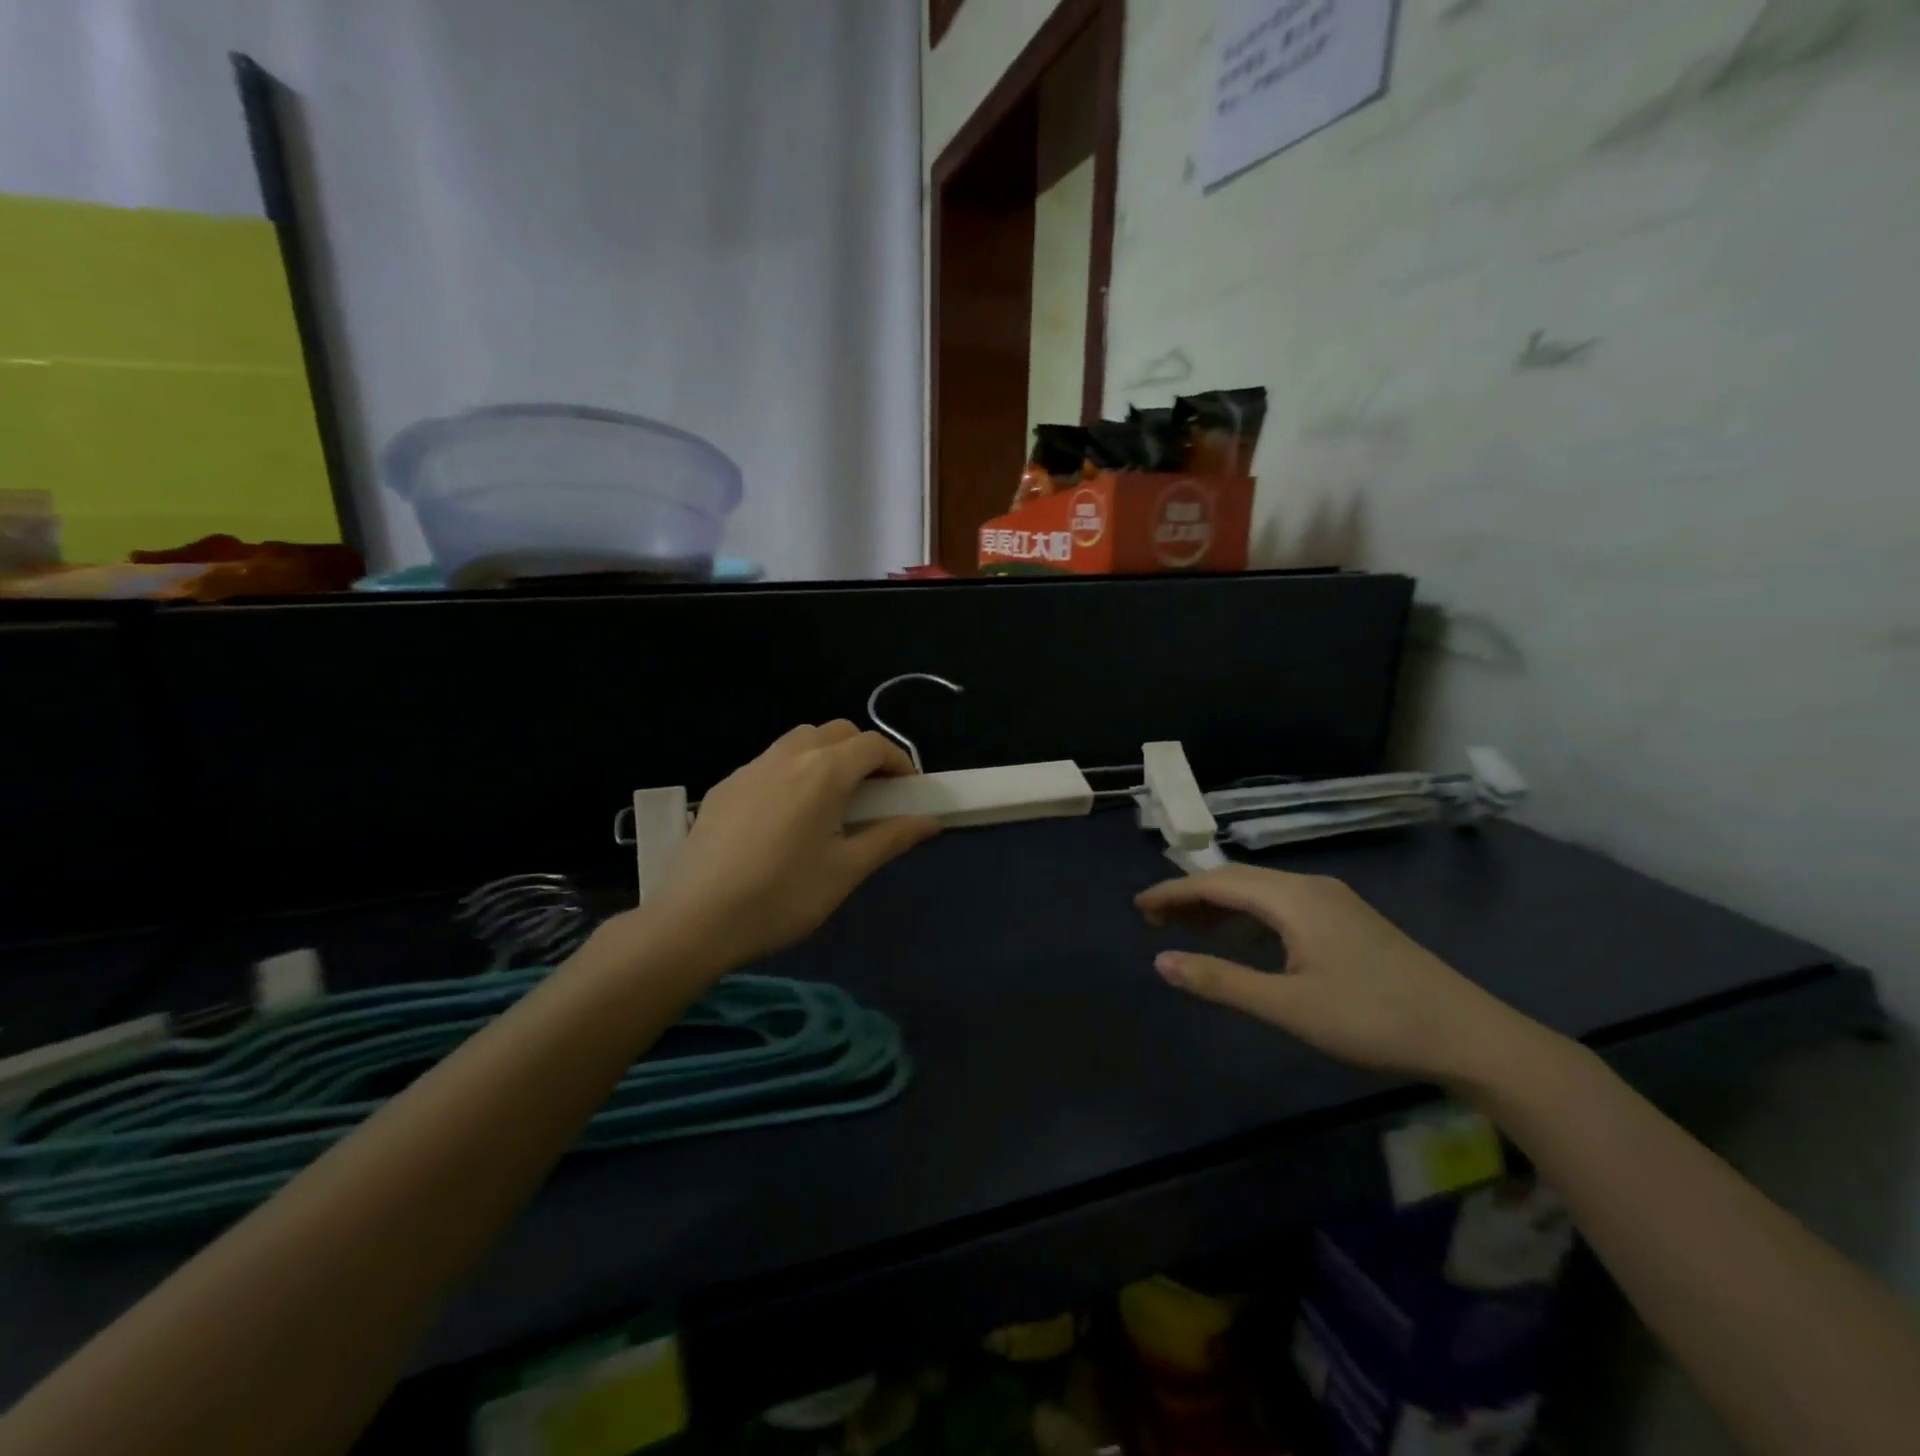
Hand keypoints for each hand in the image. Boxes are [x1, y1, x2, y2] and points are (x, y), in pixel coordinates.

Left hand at [649, 722, 940, 970]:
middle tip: (874, 793)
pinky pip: (769, 762)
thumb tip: (930, 821)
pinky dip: (792, 771)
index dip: (899, 761)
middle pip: (837, 732)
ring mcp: (750, 768)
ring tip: (830, 800)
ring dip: (826, 755)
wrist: (696, 920)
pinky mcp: (724, 786)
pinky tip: (785, 816)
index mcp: (825, 772)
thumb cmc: (783, 897)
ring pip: (799, 740)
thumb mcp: (846, 871)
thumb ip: (892, 838)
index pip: (873, 744)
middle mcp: (788, 756)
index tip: (909, 790)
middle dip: (863, 752)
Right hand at [1136, 865, 1535, 1088]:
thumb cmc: (1372, 1019)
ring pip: (1260, 892)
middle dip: (1190, 896)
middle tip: (1153, 920)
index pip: (1216, 882)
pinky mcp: (1346, 920)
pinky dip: (1248, 917)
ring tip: (1184, 929)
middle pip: (1236, 880)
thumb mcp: (1288, 1006)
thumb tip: (1161, 961)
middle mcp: (1310, 887)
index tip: (1138, 907)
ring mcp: (1332, 902)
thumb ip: (1221, 981)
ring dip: (1219, 907)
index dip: (1173, 892)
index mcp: (1293, 898)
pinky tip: (1240, 939)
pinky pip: (1281, 906)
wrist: (1468, 1035)